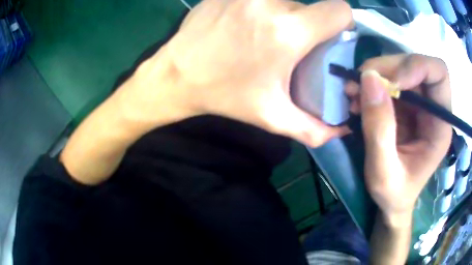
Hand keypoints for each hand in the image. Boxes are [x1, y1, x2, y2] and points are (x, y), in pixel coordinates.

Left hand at [118, 0, 351, 146]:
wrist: (176, 75)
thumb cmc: (225, 95)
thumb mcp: (272, 117)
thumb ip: (313, 128)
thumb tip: (343, 132)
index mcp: (287, 32)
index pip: (339, 10)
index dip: (343, 22)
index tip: (331, 36)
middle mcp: (270, 3)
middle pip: (311, 7)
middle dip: (309, 25)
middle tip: (291, 44)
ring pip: (286, 0)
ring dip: (285, 16)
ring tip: (265, 35)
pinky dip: (262, 8)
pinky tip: (246, 24)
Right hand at [346, 54, 452, 224]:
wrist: (392, 202)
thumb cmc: (393, 194)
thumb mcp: (383, 173)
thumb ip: (379, 129)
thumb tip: (369, 79)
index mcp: (440, 125)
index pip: (438, 73)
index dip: (415, 67)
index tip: (389, 82)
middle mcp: (432, 108)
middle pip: (415, 66)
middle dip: (386, 68)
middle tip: (358, 82)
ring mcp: (418, 104)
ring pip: (398, 69)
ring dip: (374, 75)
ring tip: (352, 94)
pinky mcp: (404, 105)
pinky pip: (387, 81)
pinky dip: (369, 84)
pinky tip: (357, 100)